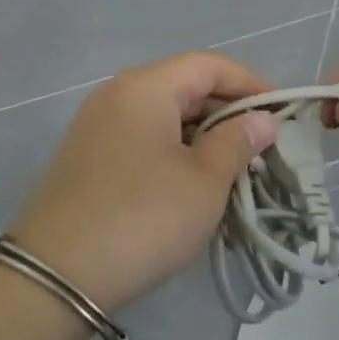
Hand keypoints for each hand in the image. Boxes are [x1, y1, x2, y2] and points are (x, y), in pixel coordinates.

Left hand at [9, 52, 278, 312]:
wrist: (57, 274)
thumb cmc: (142, 219)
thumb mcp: (204, 182)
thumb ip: (237, 142)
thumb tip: (261, 120)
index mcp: (145, 87)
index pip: (208, 65)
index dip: (250, 83)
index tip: (281, 113)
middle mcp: (116, 94)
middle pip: (183, 86)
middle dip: (227, 111)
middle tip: (262, 147)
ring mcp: (96, 125)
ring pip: (162, 115)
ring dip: (201, 135)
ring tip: (234, 169)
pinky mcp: (86, 156)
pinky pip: (141, 138)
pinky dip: (173, 150)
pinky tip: (192, 183)